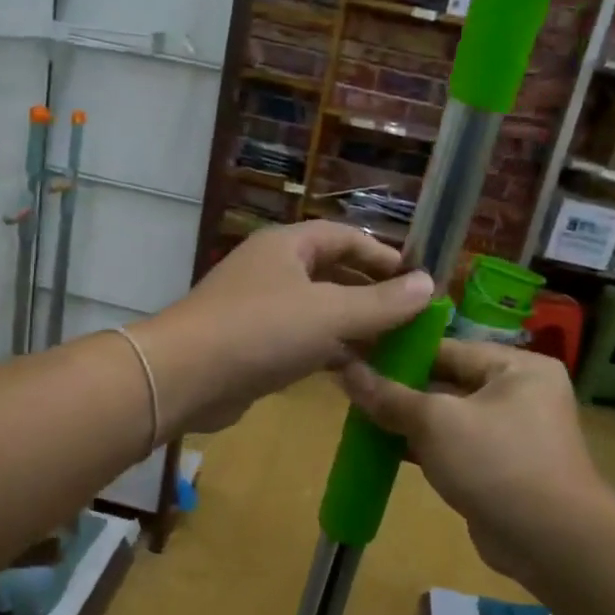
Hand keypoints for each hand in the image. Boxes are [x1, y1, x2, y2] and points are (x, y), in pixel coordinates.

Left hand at [137, 221, 433, 433]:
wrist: (186, 377)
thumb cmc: (261, 331)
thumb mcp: (331, 314)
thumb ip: (382, 302)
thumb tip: (428, 285)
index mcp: (287, 245)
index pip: (344, 237)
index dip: (382, 254)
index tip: (416, 278)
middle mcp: (271, 269)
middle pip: (330, 272)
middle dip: (369, 292)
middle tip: (407, 316)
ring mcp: (257, 308)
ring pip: (315, 309)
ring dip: (351, 324)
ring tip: (390, 345)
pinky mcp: (249, 345)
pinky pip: (298, 339)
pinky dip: (326, 349)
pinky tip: (352, 369)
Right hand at [339, 340, 608, 586]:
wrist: (550, 543)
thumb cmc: (497, 463)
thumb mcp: (437, 422)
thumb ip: (390, 396)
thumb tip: (345, 370)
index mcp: (517, 367)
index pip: (448, 348)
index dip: (400, 352)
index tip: (356, 354)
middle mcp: (519, 393)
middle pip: (447, 381)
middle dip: (400, 389)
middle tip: (351, 388)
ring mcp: (511, 433)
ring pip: (447, 417)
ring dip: (407, 420)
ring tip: (358, 416)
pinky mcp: (499, 468)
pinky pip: (453, 446)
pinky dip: (422, 447)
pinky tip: (382, 448)